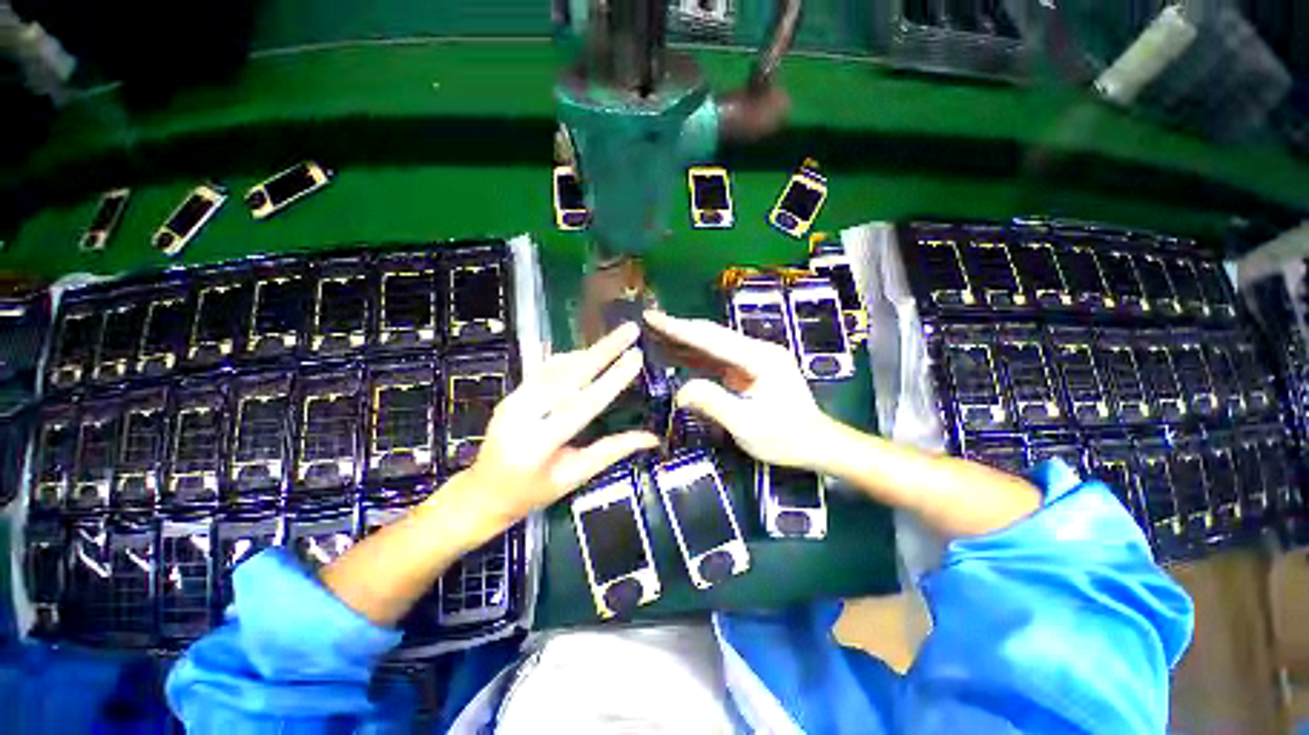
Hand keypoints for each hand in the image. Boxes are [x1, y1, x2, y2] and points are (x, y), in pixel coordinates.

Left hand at [455, 323, 659, 528]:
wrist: (482, 493)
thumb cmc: (532, 493)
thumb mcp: (574, 477)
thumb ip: (611, 451)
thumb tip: (651, 438)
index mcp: (539, 443)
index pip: (583, 404)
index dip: (612, 379)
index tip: (635, 356)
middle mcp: (522, 414)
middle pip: (569, 375)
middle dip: (603, 350)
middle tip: (629, 330)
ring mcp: (512, 401)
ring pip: (556, 368)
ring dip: (588, 352)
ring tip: (615, 339)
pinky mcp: (511, 394)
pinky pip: (544, 371)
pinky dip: (569, 359)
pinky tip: (587, 353)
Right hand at [644, 311, 832, 469]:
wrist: (817, 443)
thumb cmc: (786, 438)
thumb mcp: (747, 425)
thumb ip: (713, 403)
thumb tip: (680, 390)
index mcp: (758, 358)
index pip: (711, 338)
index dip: (679, 328)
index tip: (652, 317)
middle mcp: (756, 351)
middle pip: (711, 335)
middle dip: (678, 328)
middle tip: (648, 321)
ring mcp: (753, 359)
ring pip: (712, 345)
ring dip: (684, 340)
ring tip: (655, 333)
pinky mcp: (749, 369)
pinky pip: (717, 359)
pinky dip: (695, 355)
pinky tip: (677, 353)